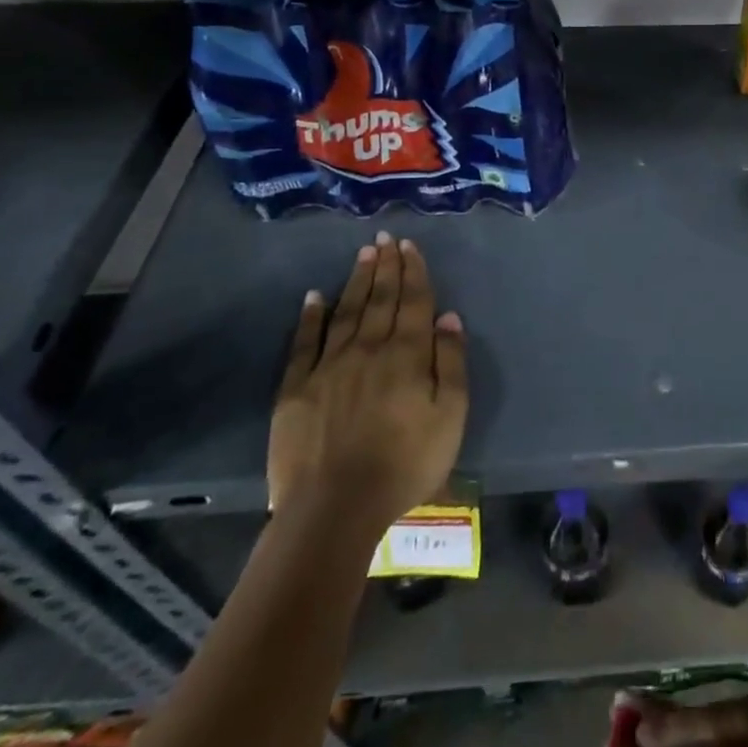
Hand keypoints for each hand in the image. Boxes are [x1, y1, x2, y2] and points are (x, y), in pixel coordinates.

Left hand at [267, 232, 468, 528]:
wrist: (334, 508)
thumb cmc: (406, 463)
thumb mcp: (451, 416)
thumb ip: (451, 362)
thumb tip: (448, 316)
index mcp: (408, 354)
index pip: (413, 302)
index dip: (413, 271)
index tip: (409, 245)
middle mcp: (369, 348)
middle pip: (380, 299)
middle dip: (385, 267)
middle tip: (385, 238)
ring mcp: (329, 366)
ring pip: (347, 312)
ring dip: (357, 280)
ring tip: (363, 254)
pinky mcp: (296, 388)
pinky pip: (304, 343)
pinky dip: (310, 317)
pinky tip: (314, 296)